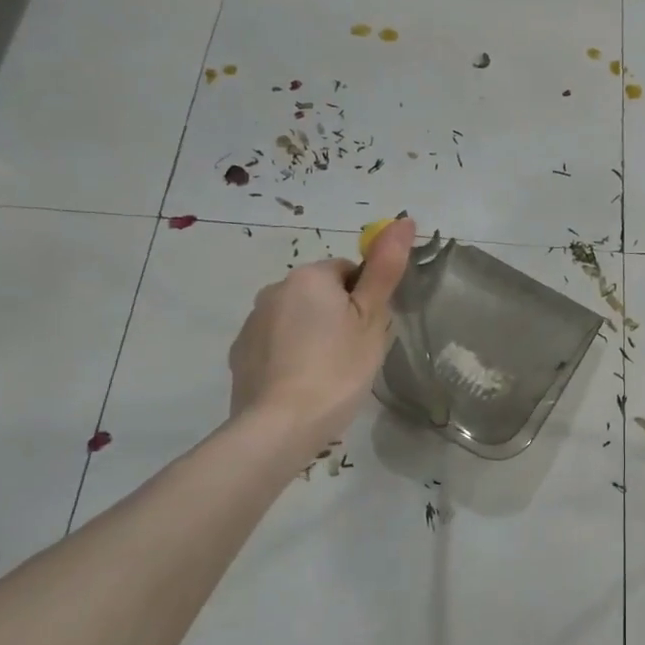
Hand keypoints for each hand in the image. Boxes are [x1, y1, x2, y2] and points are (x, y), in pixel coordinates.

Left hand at [228, 217, 415, 439]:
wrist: (281, 425)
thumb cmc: (338, 367)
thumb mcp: (372, 318)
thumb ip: (386, 268)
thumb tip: (403, 219)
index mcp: (309, 277)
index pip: (348, 271)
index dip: (365, 299)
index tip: (371, 331)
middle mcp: (274, 290)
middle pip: (320, 294)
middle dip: (339, 316)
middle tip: (355, 353)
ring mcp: (252, 323)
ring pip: (297, 319)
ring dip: (313, 335)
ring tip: (330, 374)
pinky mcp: (241, 354)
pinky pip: (276, 344)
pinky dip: (291, 356)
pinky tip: (303, 385)